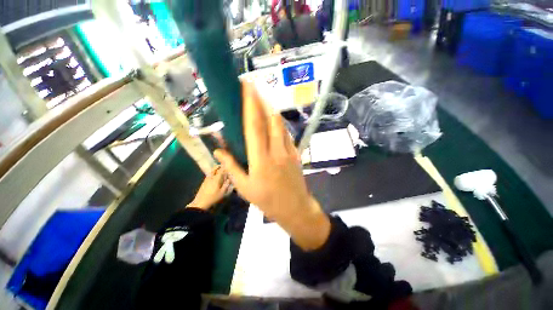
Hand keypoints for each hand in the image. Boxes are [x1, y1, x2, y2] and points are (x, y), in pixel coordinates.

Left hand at [187, 166, 230, 210]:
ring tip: (218, 169)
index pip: (221, 170)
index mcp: (216, 179)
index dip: (224, 167)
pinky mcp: (203, 183)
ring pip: (211, 172)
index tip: (227, 165)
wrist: (201, 203)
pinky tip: (214, 176)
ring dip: (214, 169)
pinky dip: (212, 173)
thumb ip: (226, 185)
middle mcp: (211, 178)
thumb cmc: (213, 198)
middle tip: (222, 165)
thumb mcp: (222, 193)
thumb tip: (229, 179)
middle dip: (218, 166)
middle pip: (214, 169)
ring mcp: (206, 180)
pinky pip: (208, 175)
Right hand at [214, 82, 329, 249]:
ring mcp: (289, 151)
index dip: (251, 105)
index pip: (254, 126)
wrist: (295, 208)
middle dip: (262, 100)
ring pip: (281, 124)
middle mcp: (276, 150)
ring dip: (271, 110)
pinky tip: (273, 121)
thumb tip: (218, 150)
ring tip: (263, 101)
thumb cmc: (267, 200)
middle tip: (254, 87)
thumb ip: (231, 166)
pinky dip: (279, 124)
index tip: (248, 88)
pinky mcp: (296, 153)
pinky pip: (286, 134)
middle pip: (271, 119)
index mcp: (261, 159)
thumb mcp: (244, 188)